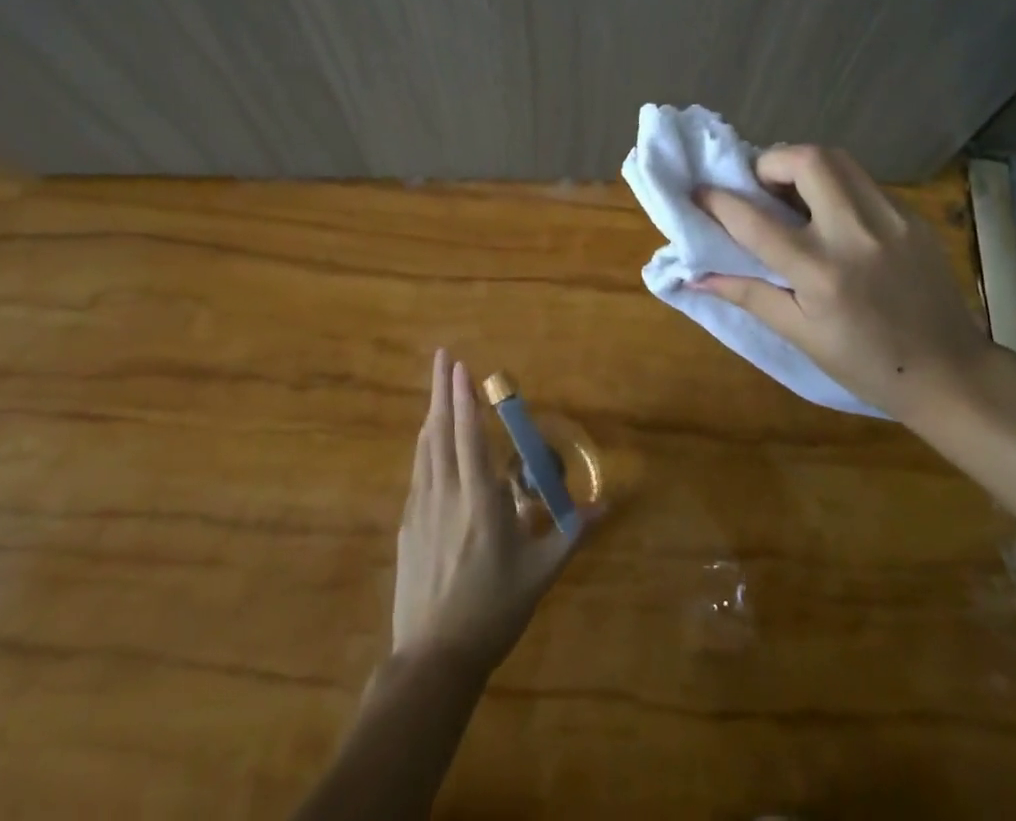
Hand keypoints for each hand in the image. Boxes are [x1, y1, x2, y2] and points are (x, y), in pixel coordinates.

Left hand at [391, 351, 592, 675]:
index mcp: (480, 499)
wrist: (432, 660)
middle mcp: (446, 494)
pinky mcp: (407, 527)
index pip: (469, 435)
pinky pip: (418, 471)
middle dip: (442, 389)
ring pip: (425, 448)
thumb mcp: (539, 574)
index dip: (464, 397)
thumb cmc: (492, 612)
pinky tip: (428, 442)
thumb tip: (608, 506)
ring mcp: (421, 509)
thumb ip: (572, 535)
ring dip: (433, 412)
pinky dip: (425, 445)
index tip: (460, 364)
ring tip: (438, 389)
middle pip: (442, 430)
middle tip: (442, 355)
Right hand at [692, 145, 989, 424]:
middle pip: (807, 160)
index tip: (699, 191)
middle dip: (771, 162)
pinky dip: (836, 184)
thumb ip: (748, 295)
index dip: (718, 200)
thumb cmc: (867, 365)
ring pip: (839, 159)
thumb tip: (695, 276)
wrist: (951, 373)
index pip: (755, 221)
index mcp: (821, 272)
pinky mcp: (913, 216)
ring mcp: (891, 219)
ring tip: (792, 193)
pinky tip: (833, 214)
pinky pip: (864, 181)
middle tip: (760, 187)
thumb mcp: (801, 335)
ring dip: (804, 164)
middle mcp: (855, 233)